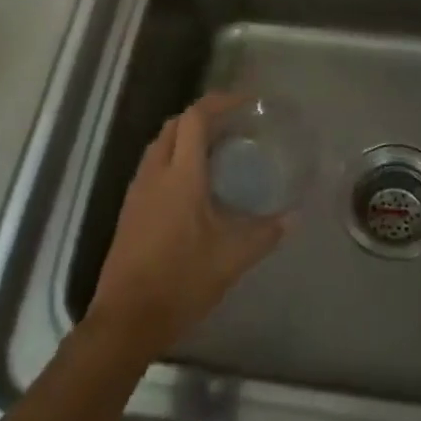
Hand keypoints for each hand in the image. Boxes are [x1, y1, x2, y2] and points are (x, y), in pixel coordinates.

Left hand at [87, 93, 288, 361]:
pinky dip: (173, 159)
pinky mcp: (130, 210)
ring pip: (160, 145)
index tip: (245, 103)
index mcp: (180, 176)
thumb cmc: (182, 280)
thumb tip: (293, 217)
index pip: (195, 119)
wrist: (127, 318)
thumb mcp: (232, 257)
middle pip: (174, 126)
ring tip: (217, 150)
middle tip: (234, 125)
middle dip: (203, 116)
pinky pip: (153, 167)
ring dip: (185, 137)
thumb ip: (265, 233)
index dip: (220, 102)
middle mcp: (155, 174)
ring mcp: (137, 192)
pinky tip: (193, 185)